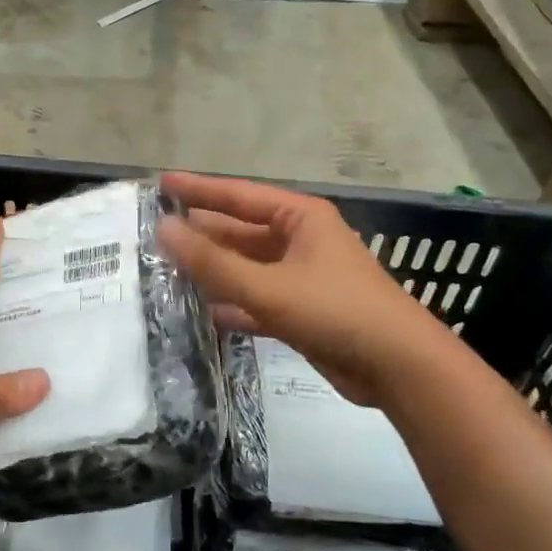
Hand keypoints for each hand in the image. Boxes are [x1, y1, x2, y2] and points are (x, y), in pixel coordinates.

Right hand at [157, 171, 442, 406]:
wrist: (398, 367)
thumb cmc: (336, 311)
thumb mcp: (269, 286)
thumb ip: (213, 262)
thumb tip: (163, 228)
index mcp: (299, 218)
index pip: (238, 195)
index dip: (198, 189)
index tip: (160, 183)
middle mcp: (300, 240)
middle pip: (240, 232)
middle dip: (201, 235)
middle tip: (153, 235)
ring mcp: (302, 277)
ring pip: (247, 268)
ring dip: (213, 271)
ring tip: (166, 272)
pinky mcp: (302, 311)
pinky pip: (258, 299)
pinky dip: (233, 304)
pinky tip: (202, 312)